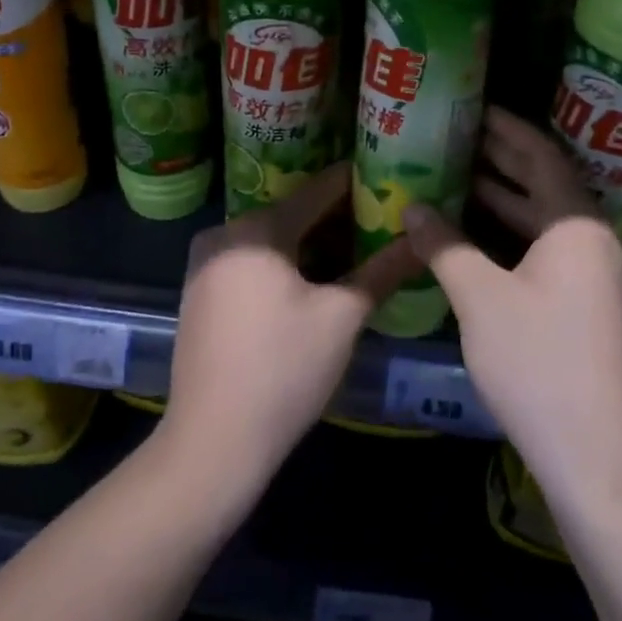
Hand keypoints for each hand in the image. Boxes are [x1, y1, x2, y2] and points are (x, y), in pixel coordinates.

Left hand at [161, 163, 421, 496]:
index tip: (391, 177)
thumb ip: (383, 269)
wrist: (212, 444)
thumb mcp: (343, 317)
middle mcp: (224, 234)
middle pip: (292, 212)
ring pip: (272, 239)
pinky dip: (286, 262)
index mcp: (256, 229)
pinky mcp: (200, 294)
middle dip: (338, 216)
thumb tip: (421, 239)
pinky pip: (252, 261)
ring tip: (359, 247)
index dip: (357, 182)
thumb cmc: (283, 370)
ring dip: (313, 242)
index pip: (318, 189)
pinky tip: (316, 278)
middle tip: (383, 219)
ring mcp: (206, 265)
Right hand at [402, 110, 621, 505]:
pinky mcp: (586, 306)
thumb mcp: (482, 299)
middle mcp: (593, 241)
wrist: (599, 457)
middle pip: (545, 185)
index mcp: (577, 225)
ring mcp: (593, 276)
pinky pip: (544, 251)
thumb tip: (413, 208)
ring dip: (503, 200)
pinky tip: (475, 240)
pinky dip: (510, 237)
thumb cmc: (540, 364)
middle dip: (502, 160)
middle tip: (455, 137)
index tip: (474, 109)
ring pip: (543, 222)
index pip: (542, 156)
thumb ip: (445, 247)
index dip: (507, 129)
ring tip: (456, 179)